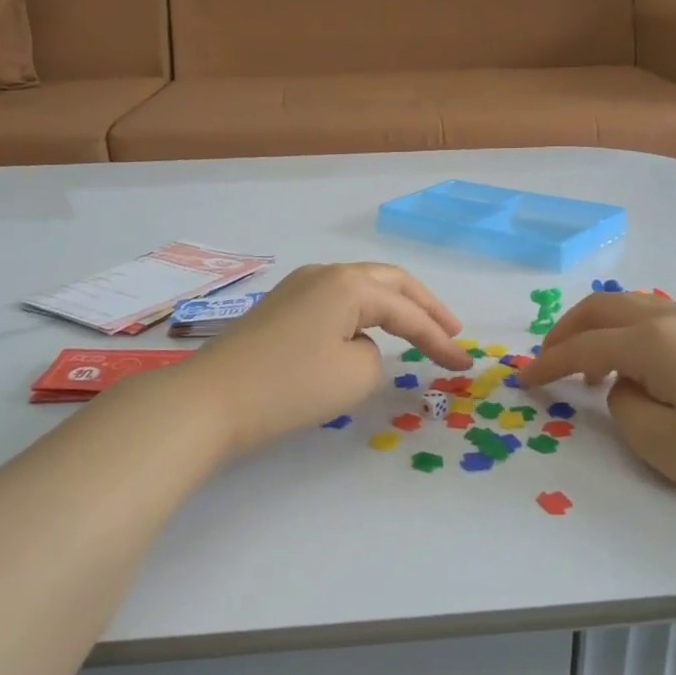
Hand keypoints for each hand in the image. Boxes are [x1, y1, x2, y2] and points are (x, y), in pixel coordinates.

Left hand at [163, 263, 470, 454]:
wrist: (211, 400)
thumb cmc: (290, 386)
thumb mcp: (355, 376)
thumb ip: (376, 356)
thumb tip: (357, 346)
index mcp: (349, 284)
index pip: (407, 312)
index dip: (439, 339)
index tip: (463, 364)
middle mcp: (324, 274)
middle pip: (388, 282)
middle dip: (424, 306)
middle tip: (451, 330)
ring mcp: (297, 288)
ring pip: (359, 288)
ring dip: (392, 307)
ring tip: (416, 329)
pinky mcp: (280, 309)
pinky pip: (335, 303)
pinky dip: (362, 316)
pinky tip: (367, 333)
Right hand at [527, 292, 675, 539]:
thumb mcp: (661, 444)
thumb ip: (623, 405)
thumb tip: (625, 384)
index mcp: (655, 341)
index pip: (584, 345)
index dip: (547, 363)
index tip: (522, 381)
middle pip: (605, 307)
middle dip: (568, 330)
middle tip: (548, 361)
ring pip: (636, 307)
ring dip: (602, 329)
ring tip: (592, 369)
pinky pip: (663, 319)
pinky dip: (633, 334)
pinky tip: (640, 368)